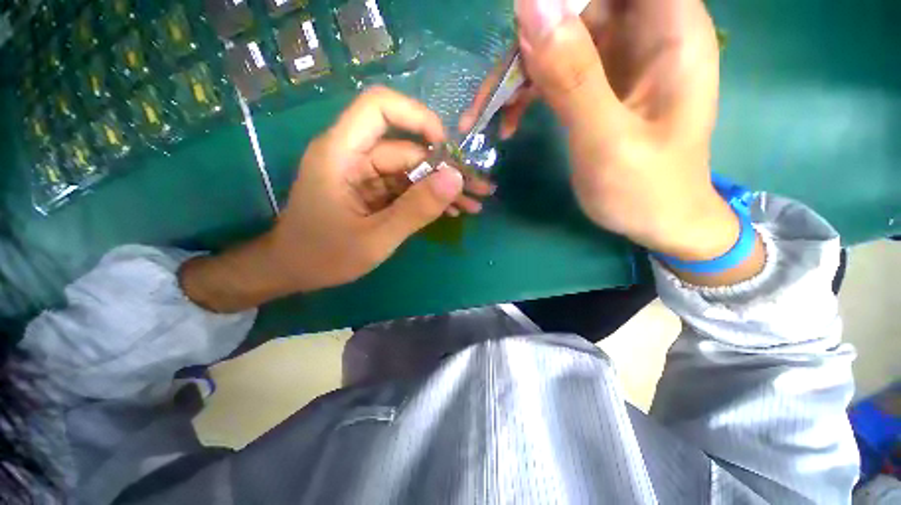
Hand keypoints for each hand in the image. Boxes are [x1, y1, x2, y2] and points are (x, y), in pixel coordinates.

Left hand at [181, 87, 493, 311]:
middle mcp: (353, 155)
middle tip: (478, 191)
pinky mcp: (372, 191)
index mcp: (341, 153)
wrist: (293, 271)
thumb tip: (456, 179)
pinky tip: (452, 211)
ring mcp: (364, 174)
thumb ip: (415, 209)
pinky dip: (428, 199)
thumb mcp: (376, 238)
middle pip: (407, 149)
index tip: (446, 147)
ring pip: (411, 170)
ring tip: (473, 205)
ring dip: (442, 188)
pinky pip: (405, 187)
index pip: (379, 108)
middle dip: (445, 171)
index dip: (417, 118)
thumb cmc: (324, 257)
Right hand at [463, 0, 743, 264]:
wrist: (655, 221)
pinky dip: (525, 94)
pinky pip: (553, 71)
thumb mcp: (606, 140)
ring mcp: (617, 58)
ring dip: (518, 72)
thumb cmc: (644, 189)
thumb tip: (530, 5)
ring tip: (489, 113)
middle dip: (530, 37)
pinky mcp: (596, 83)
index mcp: (671, 29)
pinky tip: (508, 124)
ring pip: (557, 36)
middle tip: (494, 91)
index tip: (525, 30)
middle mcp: (645, 31)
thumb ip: (572, 76)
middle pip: (578, 5)